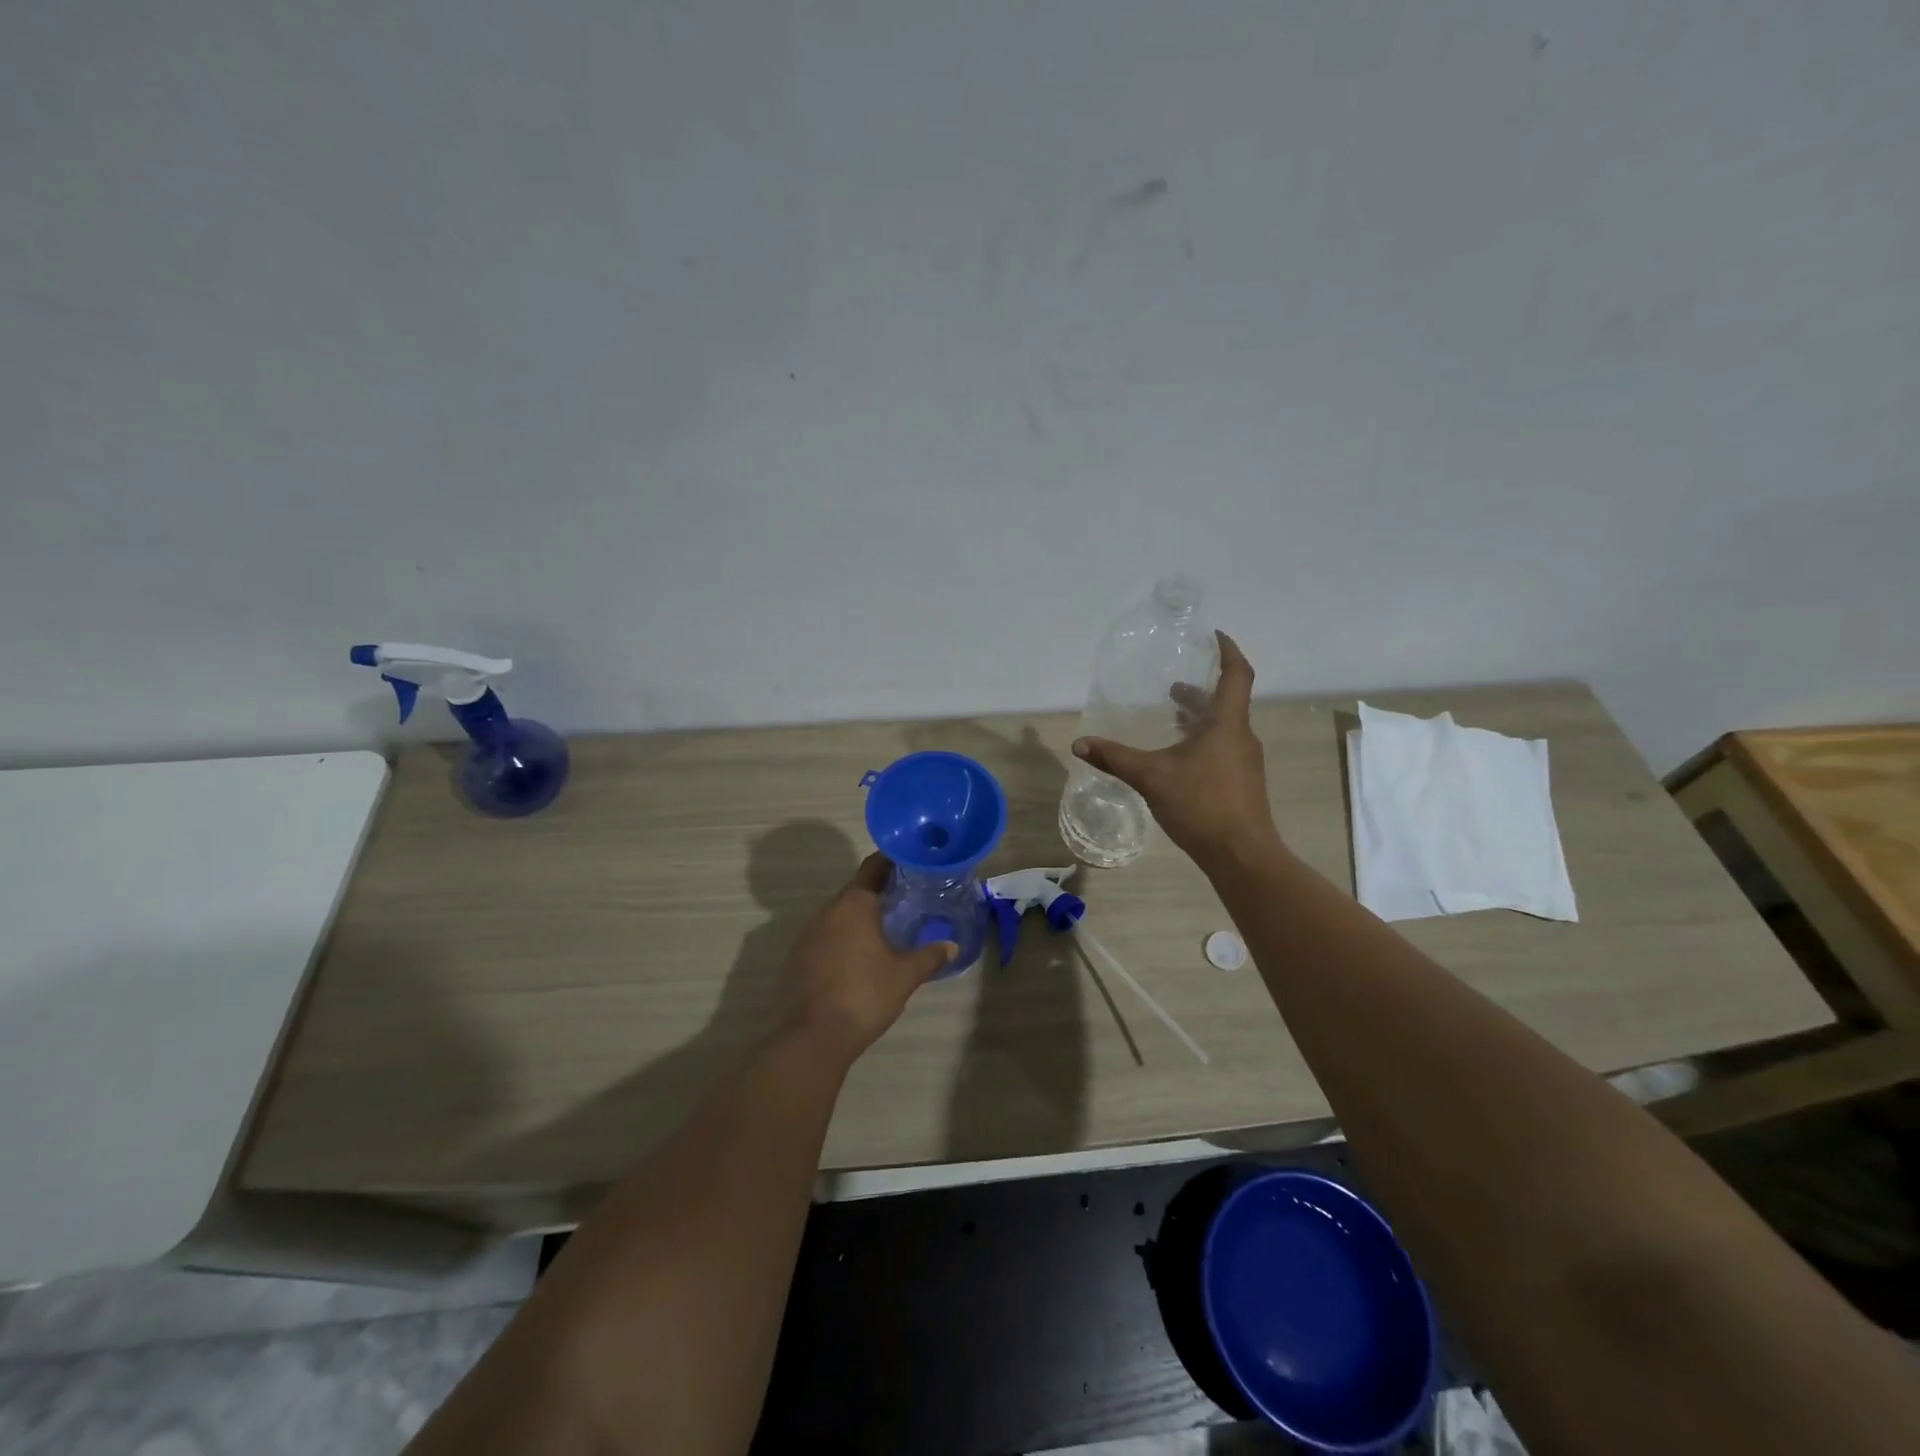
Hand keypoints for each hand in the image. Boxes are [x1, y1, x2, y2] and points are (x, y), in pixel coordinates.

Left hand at [780, 854, 954, 1062]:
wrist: (813, 1036)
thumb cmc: (864, 995)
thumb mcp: (905, 975)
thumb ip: (929, 956)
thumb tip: (951, 946)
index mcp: (854, 904)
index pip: (873, 867)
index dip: (891, 861)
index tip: (909, 862)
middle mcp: (827, 910)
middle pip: (855, 891)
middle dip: (878, 893)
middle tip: (905, 899)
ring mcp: (807, 933)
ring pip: (838, 915)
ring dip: (858, 918)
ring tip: (884, 929)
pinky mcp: (796, 957)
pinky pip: (824, 937)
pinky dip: (841, 939)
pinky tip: (856, 958)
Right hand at [1071, 631, 1278, 866]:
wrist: (1242, 855)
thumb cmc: (1201, 805)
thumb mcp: (1151, 778)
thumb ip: (1115, 758)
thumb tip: (1079, 744)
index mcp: (1227, 723)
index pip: (1236, 674)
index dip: (1228, 650)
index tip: (1213, 636)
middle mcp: (1241, 736)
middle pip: (1227, 700)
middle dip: (1201, 689)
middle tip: (1174, 683)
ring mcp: (1245, 761)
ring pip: (1224, 726)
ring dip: (1200, 716)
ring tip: (1171, 716)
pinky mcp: (1242, 782)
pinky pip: (1223, 747)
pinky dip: (1203, 739)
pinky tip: (1179, 757)